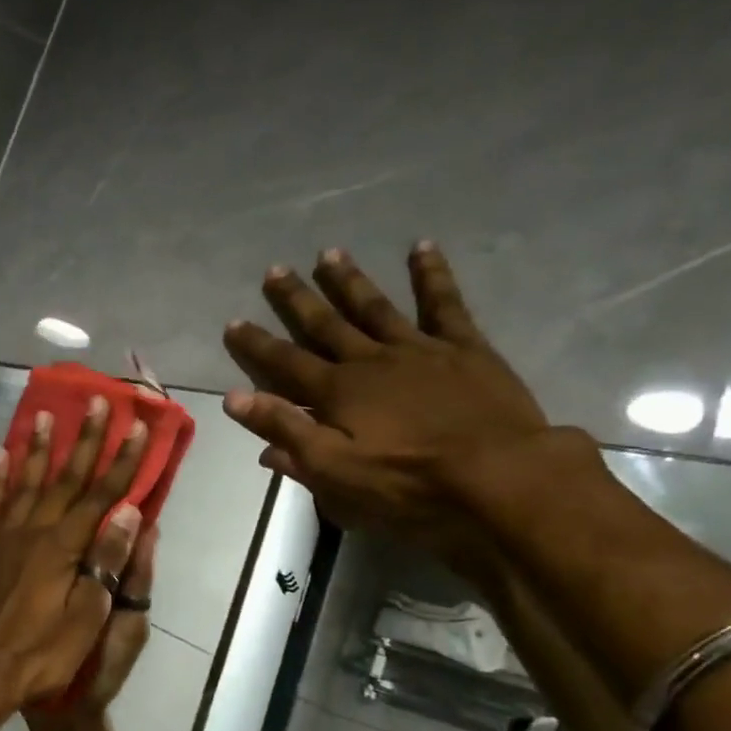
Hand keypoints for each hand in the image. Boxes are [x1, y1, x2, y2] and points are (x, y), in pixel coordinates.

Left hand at [0, 398, 148, 709]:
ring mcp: (3, 538)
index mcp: (63, 547)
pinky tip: (1, 456)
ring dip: (38, 448)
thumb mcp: (86, 618)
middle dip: (85, 440)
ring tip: (45, 415)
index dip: (123, 461)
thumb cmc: (42, 654)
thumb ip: (106, 562)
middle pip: (64, 478)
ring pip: (24, 482)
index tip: (139, 427)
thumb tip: (127, 513)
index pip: (101, 495)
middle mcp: (33, 531)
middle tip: (97, 401)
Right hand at [220, 243, 548, 543]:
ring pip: (374, 307)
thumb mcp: (332, 471)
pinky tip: (422, 247)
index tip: (233, 322)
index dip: (256, 344)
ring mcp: (418, 349)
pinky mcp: (464, 348)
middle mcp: (369, 360)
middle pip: (325, 324)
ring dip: (349, 281)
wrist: (497, 477)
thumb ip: (285, 432)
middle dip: (297, 299)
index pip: (284, 363)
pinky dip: (432, 274)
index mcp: (336, 393)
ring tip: (329, 253)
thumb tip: (234, 399)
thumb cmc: (406, 484)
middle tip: (275, 270)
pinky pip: (444, 303)